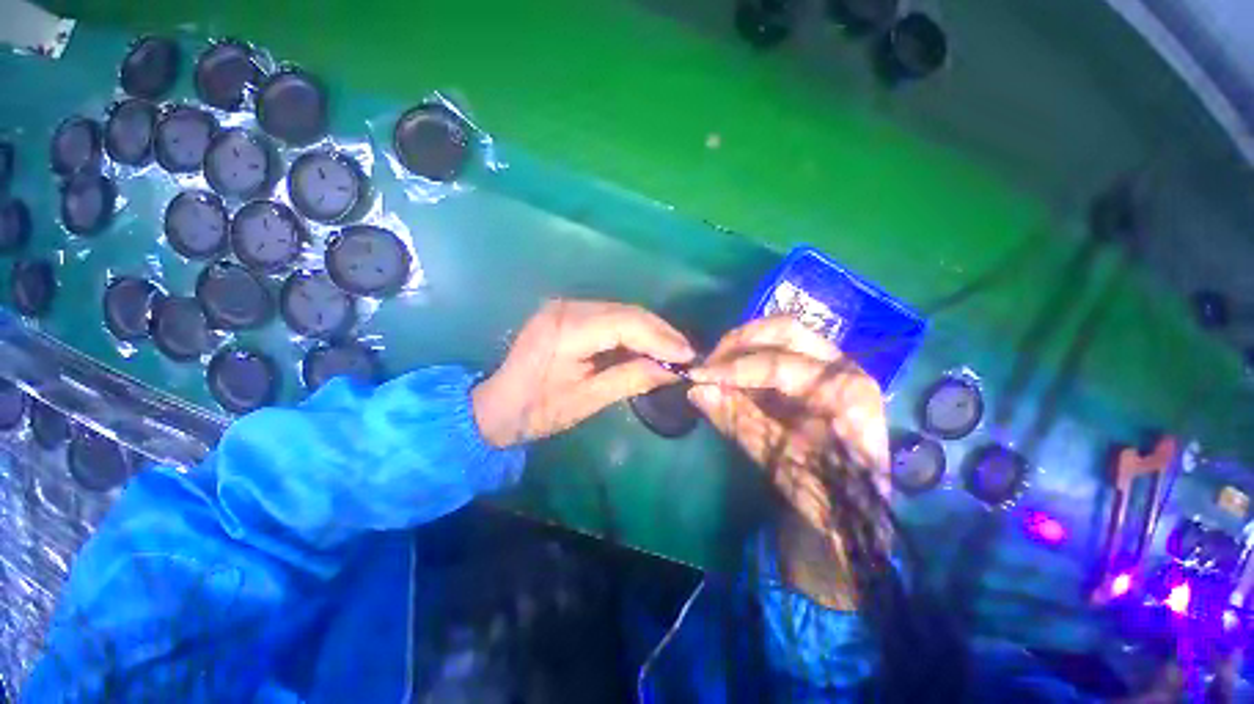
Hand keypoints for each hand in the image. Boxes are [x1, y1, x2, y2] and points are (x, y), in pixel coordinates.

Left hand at [473, 299, 694, 447]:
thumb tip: (671, 370)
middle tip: (686, 353)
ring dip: (649, 330)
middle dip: (660, 332)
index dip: (661, 338)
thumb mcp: (587, 400)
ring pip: (621, 311)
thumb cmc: (538, 410)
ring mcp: (565, 307)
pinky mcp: (567, 313)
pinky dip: (632, 331)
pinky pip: (609, 316)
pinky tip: (647, 345)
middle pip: (626, 312)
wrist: (496, 406)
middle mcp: (567, 308)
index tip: (688, 356)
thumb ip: (630, 379)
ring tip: (673, 350)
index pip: (625, 323)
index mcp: (566, 330)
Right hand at [686, 316, 889, 607]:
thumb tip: (695, 390)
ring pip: (780, 337)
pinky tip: (729, 377)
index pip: (779, 364)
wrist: (854, 521)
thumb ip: (737, 419)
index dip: (734, 368)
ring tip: (714, 369)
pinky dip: (748, 361)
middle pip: (785, 331)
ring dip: (742, 348)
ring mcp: (829, 370)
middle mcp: (842, 368)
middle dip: (740, 342)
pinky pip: (775, 355)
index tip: (698, 376)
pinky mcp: (811, 379)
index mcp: (846, 390)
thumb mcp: (778, 460)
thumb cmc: (826, 496)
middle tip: (709, 362)